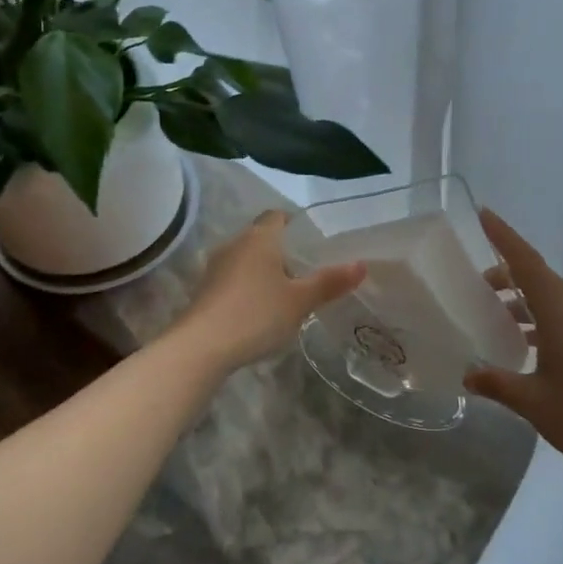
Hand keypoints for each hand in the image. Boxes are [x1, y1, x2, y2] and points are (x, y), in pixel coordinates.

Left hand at [168, 210, 365, 372]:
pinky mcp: (206, 290)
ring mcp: (216, 267)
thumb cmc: (256, 314)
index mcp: (259, 237)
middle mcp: (235, 244)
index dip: (296, 224)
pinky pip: (234, 278)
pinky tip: (262, 309)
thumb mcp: (300, 301)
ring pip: (247, 259)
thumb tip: (361, 264)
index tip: (315, 241)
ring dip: (265, 270)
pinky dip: (249, 286)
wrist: (201, 346)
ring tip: (289, 291)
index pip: (278, 216)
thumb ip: (330, 282)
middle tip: (309, 269)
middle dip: (284, 250)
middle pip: (262, 237)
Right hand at [465, 209, 562, 482]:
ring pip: (548, 297)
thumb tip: (468, 374)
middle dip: (505, 273)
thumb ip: (497, 383)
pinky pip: (559, 316)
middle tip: (472, 284)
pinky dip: (535, 317)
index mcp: (561, 313)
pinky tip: (518, 343)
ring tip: (489, 314)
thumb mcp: (533, 402)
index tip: (483, 214)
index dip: (504, 236)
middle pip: (537, 276)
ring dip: (520, 299)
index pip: (527, 263)